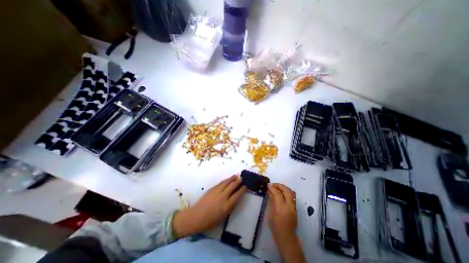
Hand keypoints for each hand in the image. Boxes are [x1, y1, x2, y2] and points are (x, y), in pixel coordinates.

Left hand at [172, 174, 245, 238]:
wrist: (196, 216)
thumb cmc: (210, 221)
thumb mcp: (223, 216)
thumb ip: (230, 206)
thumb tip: (235, 198)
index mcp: (227, 206)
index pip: (237, 195)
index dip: (242, 190)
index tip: (245, 186)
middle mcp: (223, 197)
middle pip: (232, 186)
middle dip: (238, 181)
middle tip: (242, 178)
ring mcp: (217, 191)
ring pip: (226, 182)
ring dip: (232, 178)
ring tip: (236, 175)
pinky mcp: (212, 189)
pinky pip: (221, 183)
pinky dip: (226, 180)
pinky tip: (228, 179)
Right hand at [269, 183, 305, 262]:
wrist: (286, 237)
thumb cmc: (275, 226)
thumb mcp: (270, 213)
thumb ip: (271, 201)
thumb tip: (270, 191)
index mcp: (282, 208)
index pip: (278, 194)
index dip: (272, 188)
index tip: (268, 184)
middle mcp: (289, 206)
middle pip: (287, 191)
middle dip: (280, 186)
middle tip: (273, 185)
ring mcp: (294, 207)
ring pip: (291, 192)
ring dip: (284, 188)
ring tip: (278, 188)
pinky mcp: (296, 208)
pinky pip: (292, 197)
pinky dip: (287, 192)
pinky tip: (282, 193)